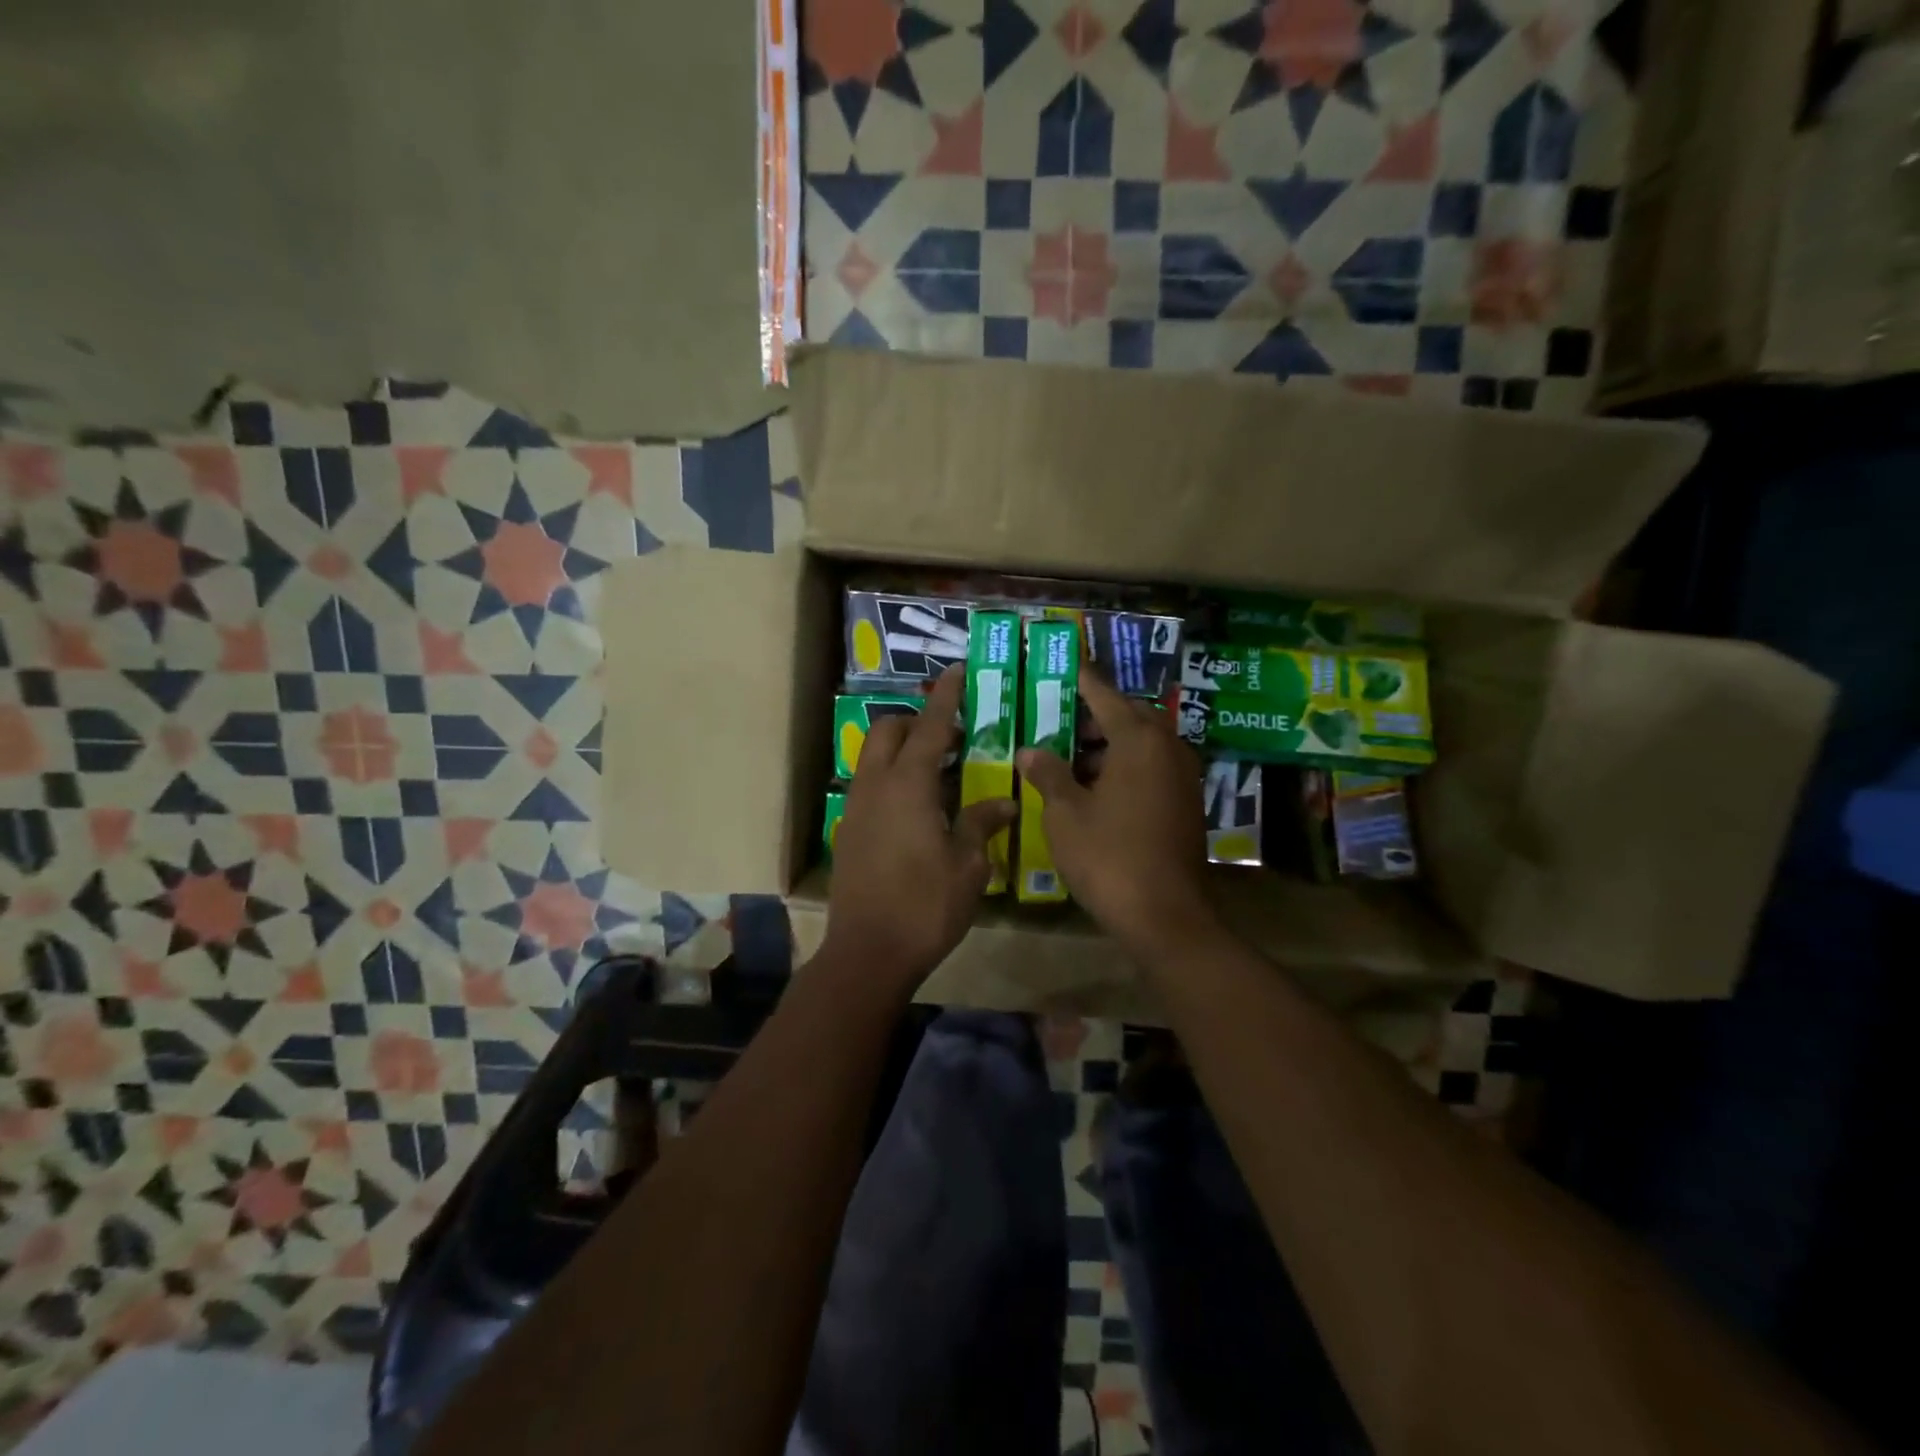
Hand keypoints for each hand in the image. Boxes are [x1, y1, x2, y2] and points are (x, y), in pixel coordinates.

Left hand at [823, 666, 1016, 993]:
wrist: (868, 953)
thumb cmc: (925, 906)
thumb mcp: (967, 865)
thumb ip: (981, 823)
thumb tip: (1003, 801)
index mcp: (908, 785)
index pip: (929, 727)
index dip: (947, 698)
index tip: (958, 671)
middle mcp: (875, 786)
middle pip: (889, 731)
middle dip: (916, 721)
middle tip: (951, 738)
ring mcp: (856, 809)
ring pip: (873, 758)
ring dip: (902, 750)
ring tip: (937, 772)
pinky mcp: (849, 832)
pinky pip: (869, 786)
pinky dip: (891, 779)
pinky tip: (917, 809)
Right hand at [1016, 667, 1215, 961]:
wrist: (1165, 915)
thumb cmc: (1108, 856)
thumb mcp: (1065, 813)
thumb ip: (1048, 774)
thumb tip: (1030, 750)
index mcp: (1139, 740)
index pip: (1105, 695)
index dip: (1081, 678)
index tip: (1065, 660)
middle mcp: (1168, 748)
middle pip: (1129, 716)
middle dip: (1094, 714)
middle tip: (1058, 717)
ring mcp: (1182, 777)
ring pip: (1142, 744)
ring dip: (1109, 744)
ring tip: (1068, 754)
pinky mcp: (1187, 803)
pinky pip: (1152, 768)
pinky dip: (1125, 766)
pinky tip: (1095, 786)